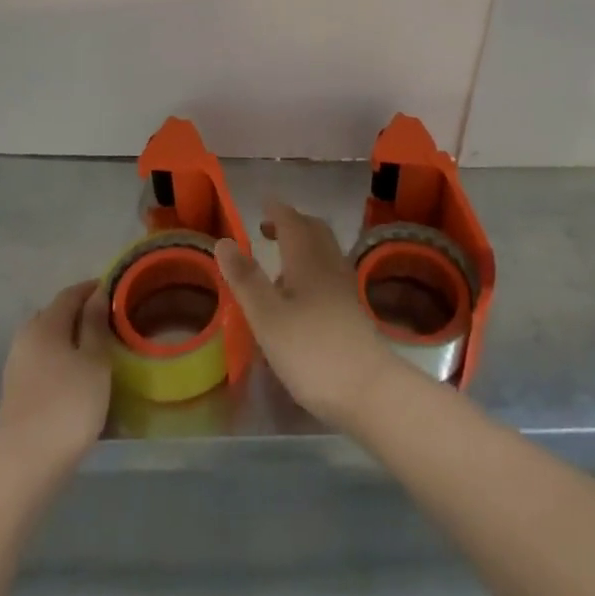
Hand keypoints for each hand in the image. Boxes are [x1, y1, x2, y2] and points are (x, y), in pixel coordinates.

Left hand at [0, 281, 112, 478]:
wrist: (25, 464)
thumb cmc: (68, 404)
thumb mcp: (94, 361)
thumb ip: (95, 325)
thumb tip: (96, 295)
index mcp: (45, 324)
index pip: (71, 294)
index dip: (93, 289)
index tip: (116, 292)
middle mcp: (26, 338)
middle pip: (56, 315)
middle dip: (80, 314)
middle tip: (109, 322)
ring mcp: (17, 366)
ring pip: (48, 340)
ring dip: (70, 340)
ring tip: (97, 351)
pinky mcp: (16, 392)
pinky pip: (43, 362)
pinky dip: (61, 361)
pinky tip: (78, 377)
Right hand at [214, 203, 397, 430]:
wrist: (370, 390)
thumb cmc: (312, 351)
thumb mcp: (268, 317)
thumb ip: (246, 279)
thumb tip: (224, 241)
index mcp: (307, 259)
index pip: (292, 222)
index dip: (276, 211)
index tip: (262, 205)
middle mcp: (329, 266)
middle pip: (314, 231)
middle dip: (292, 224)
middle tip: (268, 229)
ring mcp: (345, 289)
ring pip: (324, 253)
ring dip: (303, 247)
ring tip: (279, 264)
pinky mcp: (352, 312)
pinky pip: (329, 275)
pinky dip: (312, 270)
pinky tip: (301, 297)